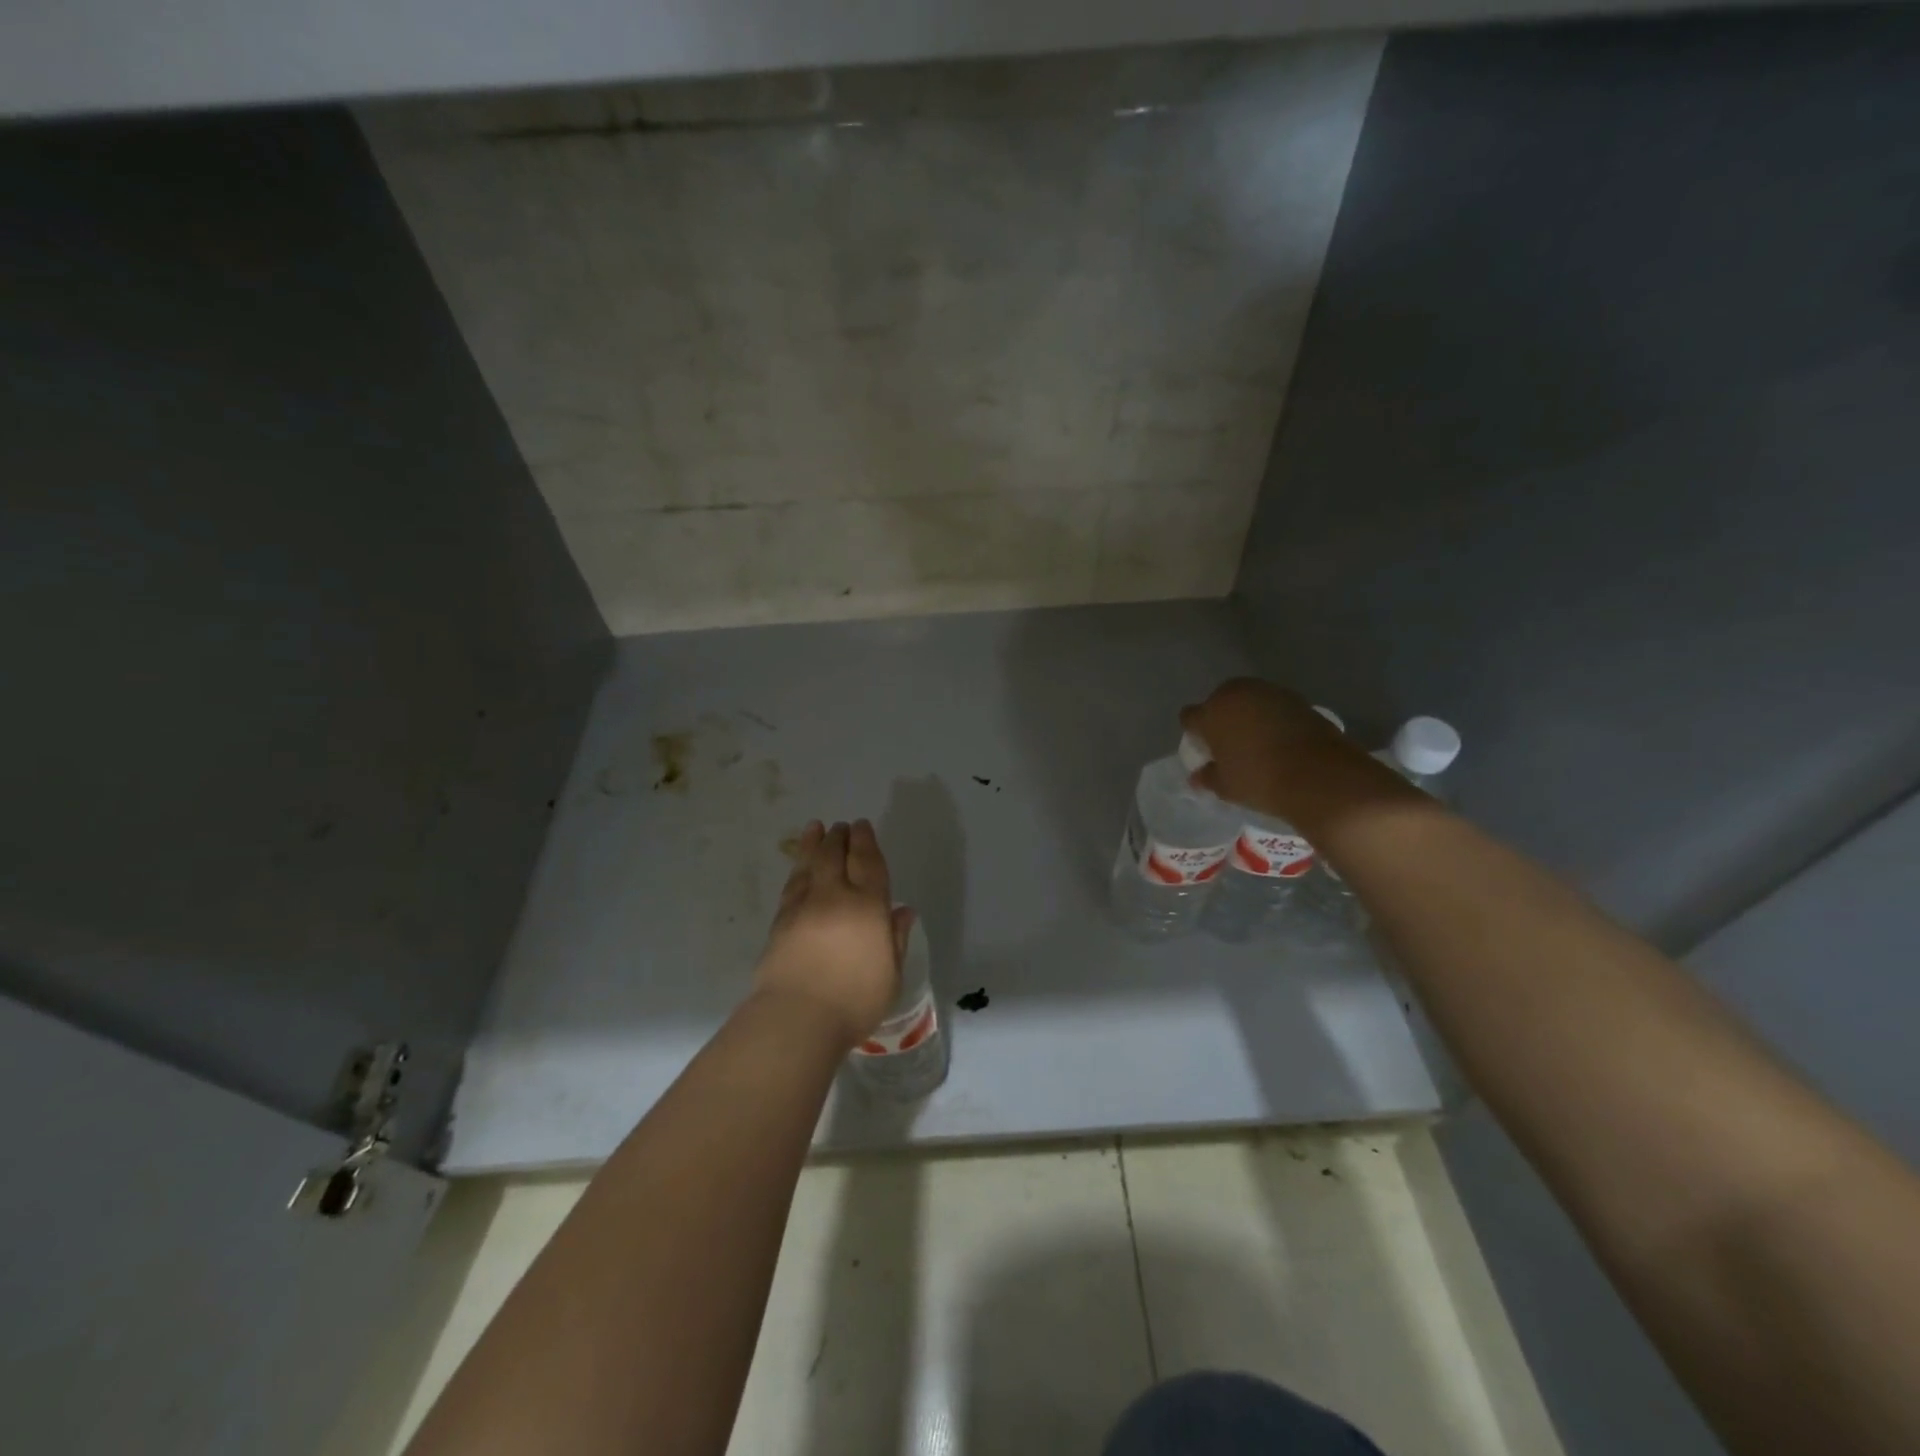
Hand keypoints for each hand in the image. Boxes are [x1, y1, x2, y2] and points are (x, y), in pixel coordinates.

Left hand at [753, 819, 914, 1048]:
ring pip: (809, 864)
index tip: (863, 825)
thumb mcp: (890, 974)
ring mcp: (803, 906)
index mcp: (868, 906)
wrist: (797, 1018)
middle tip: (841, 826)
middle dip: (840, 836)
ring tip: (814, 828)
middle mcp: (835, 896)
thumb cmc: (855, 1000)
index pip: (868, 862)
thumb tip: (903, 911)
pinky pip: (791, 885)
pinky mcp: (780, 921)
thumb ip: (896, 939)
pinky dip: (797, 870)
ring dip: (813, 843)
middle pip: (835, 855)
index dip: (866, 841)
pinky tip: (798, 869)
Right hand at [1180, 677, 1358, 820]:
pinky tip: (1280, 739)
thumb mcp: (1226, 786)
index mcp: (1211, 713)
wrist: (1319, 775)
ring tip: (1256, 740)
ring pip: (1248, 700)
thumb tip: (1197, 776)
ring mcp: (1268, 692)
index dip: (1194, 732)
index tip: (1204, 749)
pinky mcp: (1296, 698)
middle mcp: (1236, 694)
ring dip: (1248, 715)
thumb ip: (1207, 777)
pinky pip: (1273, 705)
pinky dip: (1272, 717)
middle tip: (1230, 744)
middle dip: (1221, 717)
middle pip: (1219, 701)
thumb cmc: (1259, 780)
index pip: (1190, 717)